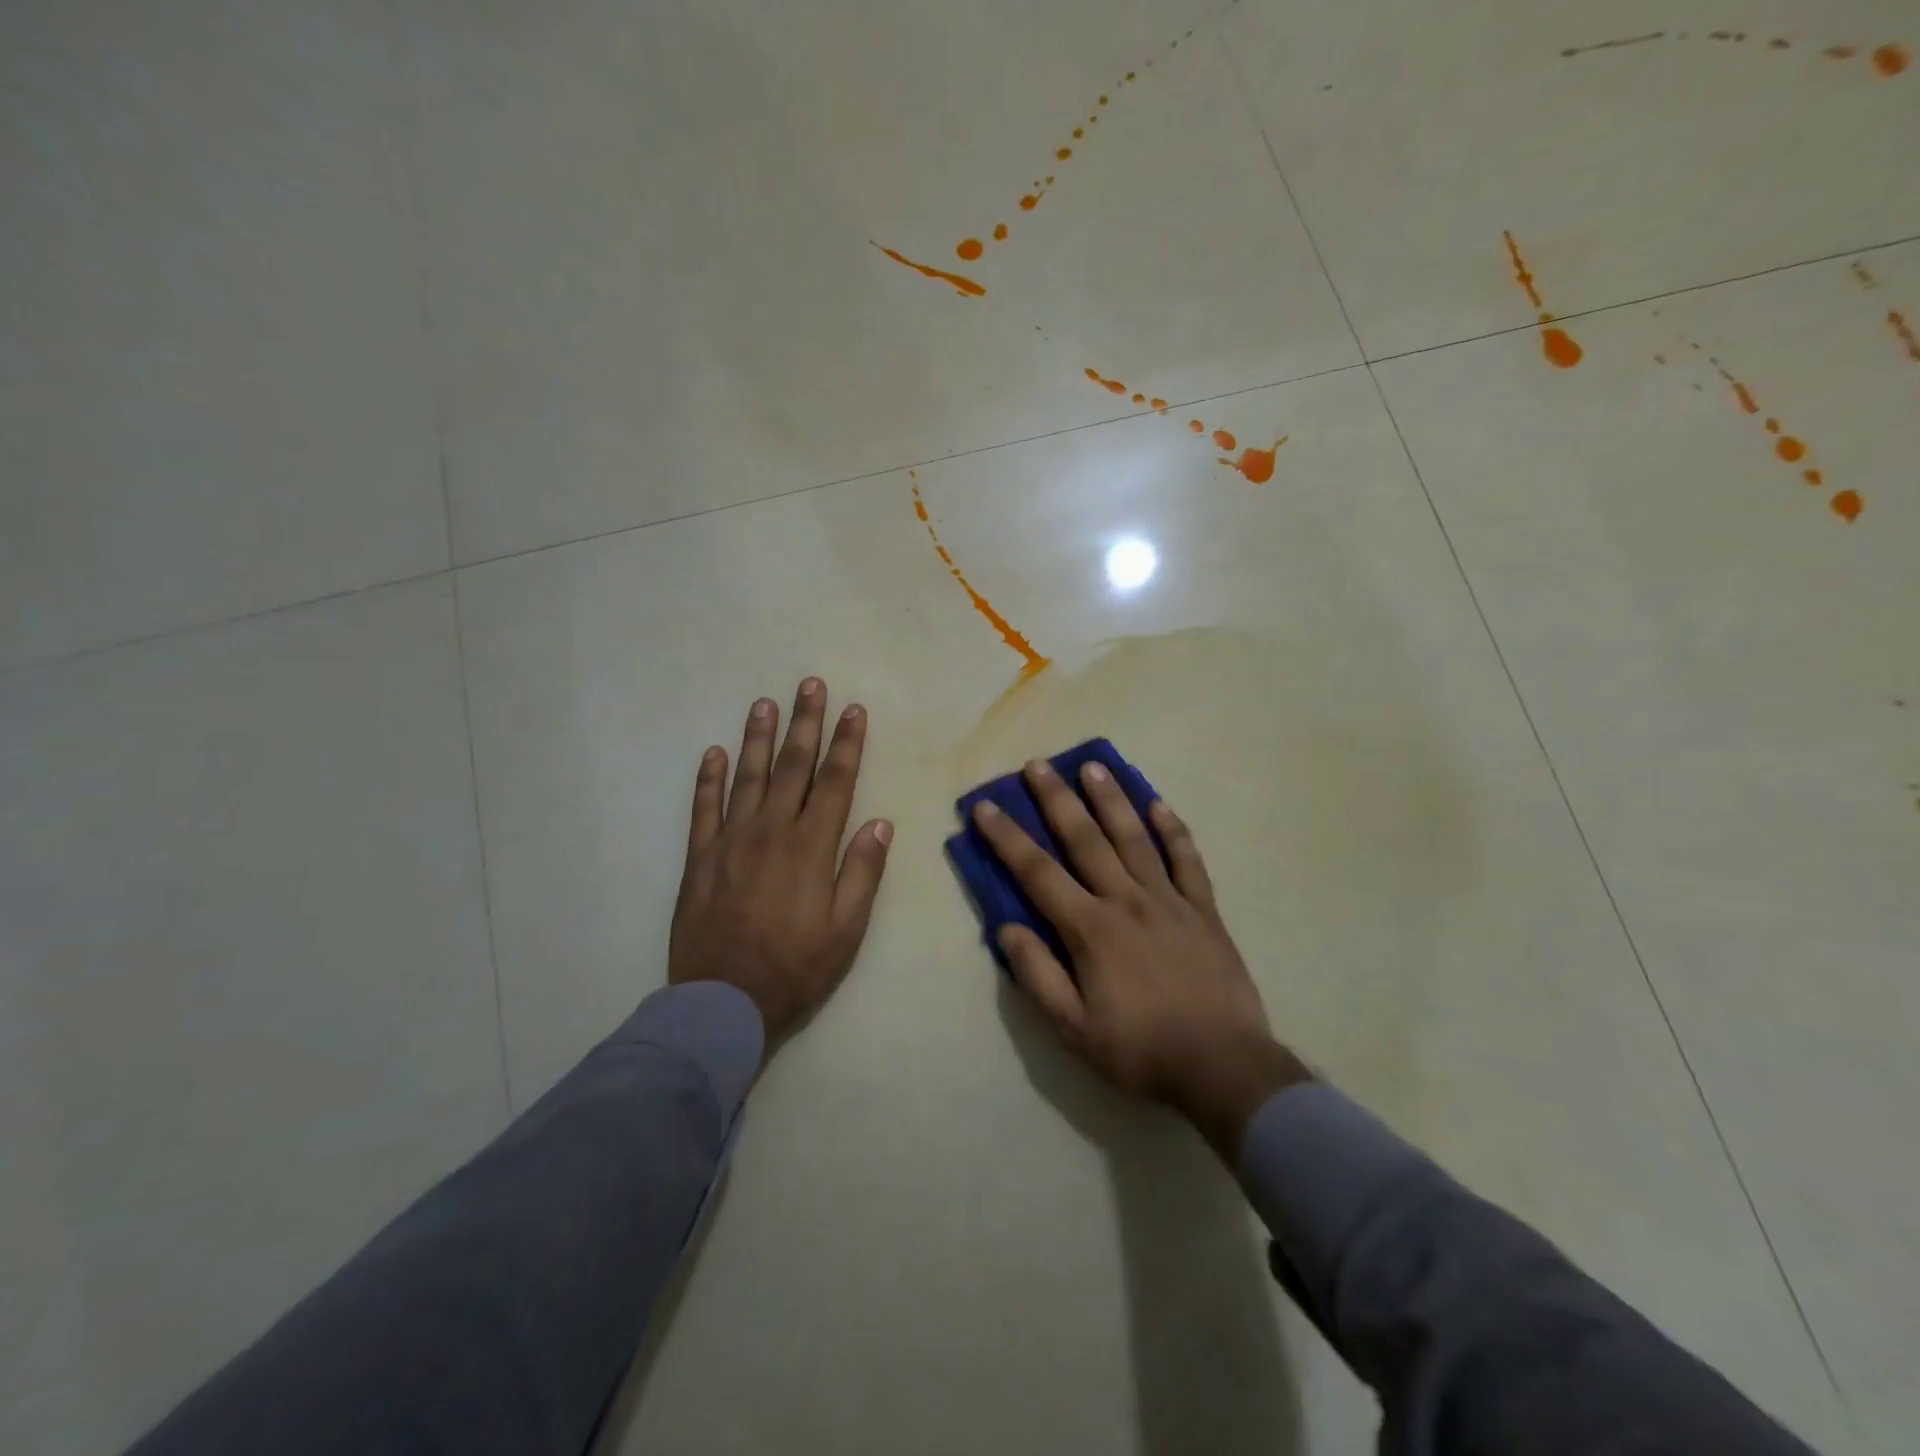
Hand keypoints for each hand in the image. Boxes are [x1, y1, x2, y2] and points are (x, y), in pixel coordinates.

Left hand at [670, 679, 891, 1049]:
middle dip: (805, 723)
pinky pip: (703, 808)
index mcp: (811, 847)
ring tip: (764, 703)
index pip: (835, 782)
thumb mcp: (846, 929)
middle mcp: (771, 831)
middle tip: (810, 685)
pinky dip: (708, 778)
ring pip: (746, 776)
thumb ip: (862, 872)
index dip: (847, 743)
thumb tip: (880, 822)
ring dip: (757, 737)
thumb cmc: (795, 967)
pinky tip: (713, 752)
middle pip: (792, 766)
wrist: (723, 1001)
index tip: (854, 710)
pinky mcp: (700, 857)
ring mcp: (730, 840)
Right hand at [971, 760, 1308, 1159]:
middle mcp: (1127, 901)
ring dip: (1111, 800)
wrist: (1224, 1068)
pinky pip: (1187, 860)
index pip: (1038, 873)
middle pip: (1085, 839)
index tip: (986, 807)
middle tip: (1038, 764)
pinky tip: (1159, 805)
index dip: (1007, 838)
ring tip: (1093, 766)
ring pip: (1135, 838)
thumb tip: (1007, 928)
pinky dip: (1173, 830)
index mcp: (1091, 929)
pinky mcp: (1204, 910)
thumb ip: (1038, 975)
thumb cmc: (1141, 1050)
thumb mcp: (1073, 1028)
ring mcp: (1169, 901)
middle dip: (1056, 800)